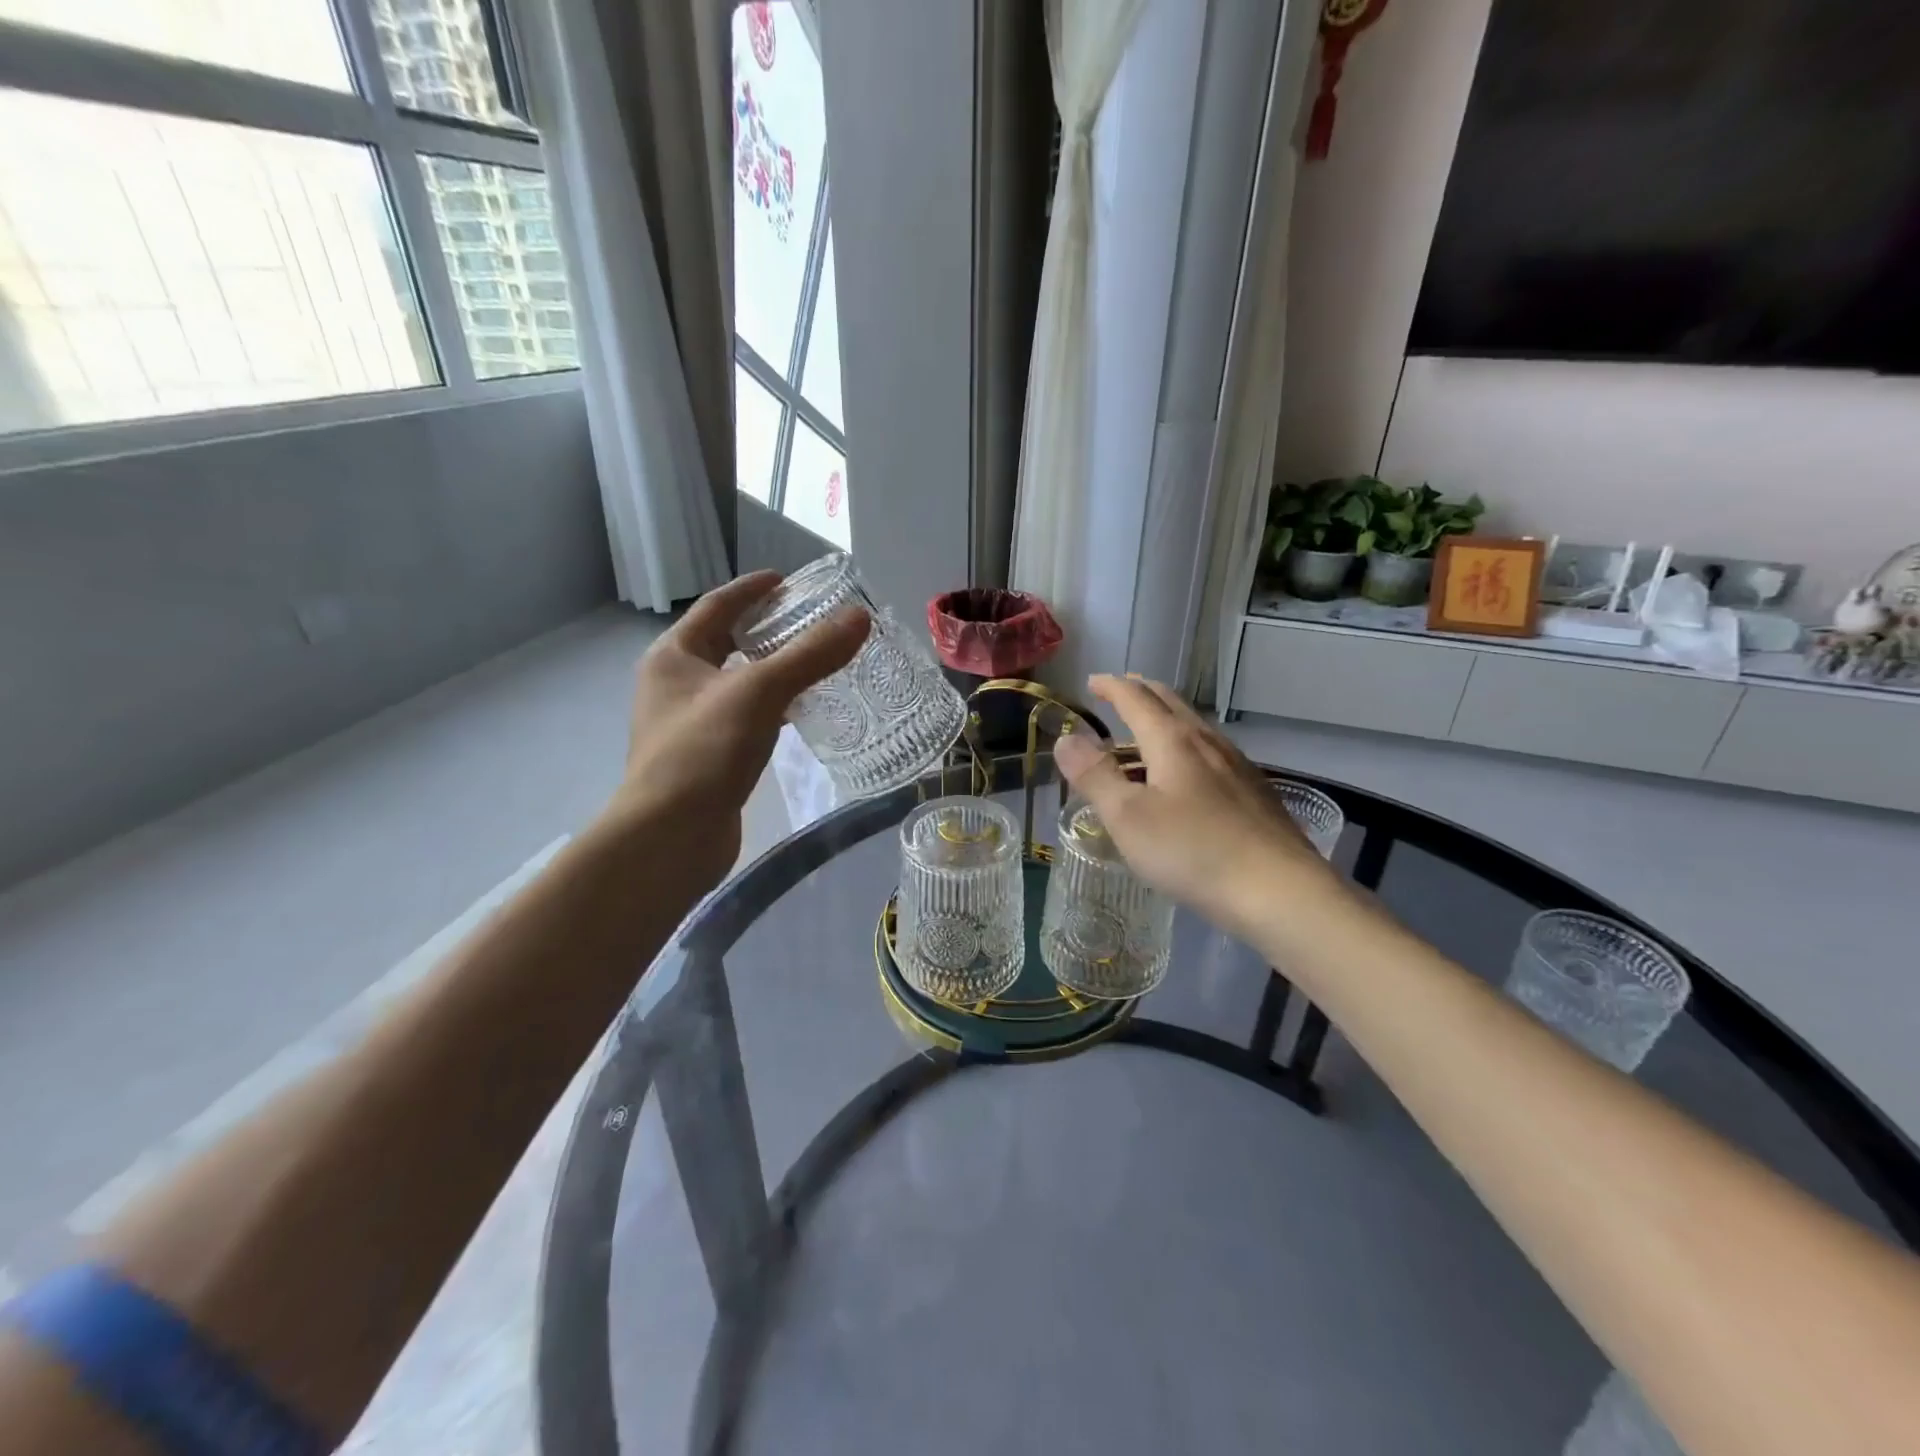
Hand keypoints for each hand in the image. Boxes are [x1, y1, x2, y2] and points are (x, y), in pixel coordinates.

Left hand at [601, 571, 867, 893]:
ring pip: (737, 683)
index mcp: (674, 656)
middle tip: (812, 622)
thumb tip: (859, 617)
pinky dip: (773, 708)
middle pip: (725, 643)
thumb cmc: (704, 752)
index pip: (717, 606)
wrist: (670, 838)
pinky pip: (745, 718)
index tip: (789, 581)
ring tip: (816, 663)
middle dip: (766, 630)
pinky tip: (802, 713)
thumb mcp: (760, 693)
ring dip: (772, 670)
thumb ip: (810, 654)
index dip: (753, 589)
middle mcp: (675, 684)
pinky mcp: (708, 757)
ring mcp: (689, 724)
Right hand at [1052, 674, 1339, 940]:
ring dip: (1166, 720)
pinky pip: (1212, 754)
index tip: (1093, 681)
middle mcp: (1207, 743)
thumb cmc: (1192, 851)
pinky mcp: (1255, 793)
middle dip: (1142, 693)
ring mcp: (1237, 767)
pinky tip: (1190, 775)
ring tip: (1148, 733)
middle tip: (1120, 693)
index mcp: (1172, 740)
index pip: (1136, 699)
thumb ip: (1094, 775)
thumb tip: (1066, 738)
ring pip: (1195, 728)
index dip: (1112, 687)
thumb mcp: (1127, 817)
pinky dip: (1187, 748)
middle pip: (1171, 703)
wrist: (1280, 891)